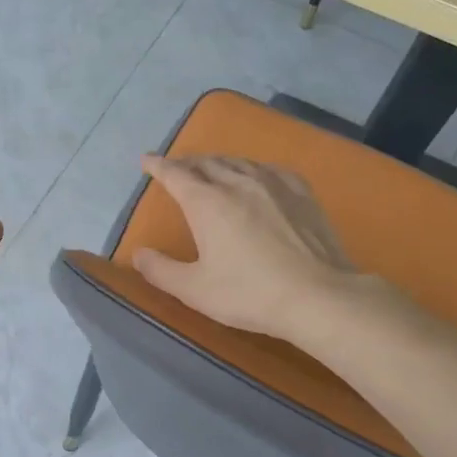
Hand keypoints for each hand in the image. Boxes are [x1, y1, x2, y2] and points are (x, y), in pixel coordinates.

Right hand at [131, 155, 365, 338]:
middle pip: (206, 163)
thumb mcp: (194, 290)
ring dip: (218, 162)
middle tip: (176, 168)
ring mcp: (273, 184)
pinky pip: (269, 169)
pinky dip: (252, 168)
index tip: (147, 160)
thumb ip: (160, 270)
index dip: (158, 166)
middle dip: (187, 163)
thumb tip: (139, 253)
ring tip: (211, 169)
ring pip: (238, 162)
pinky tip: (256, 176)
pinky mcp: (301, 193)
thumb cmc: (249, 294)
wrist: (317, 296)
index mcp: (207, 203)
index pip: (175, 174)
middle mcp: (237, 183)